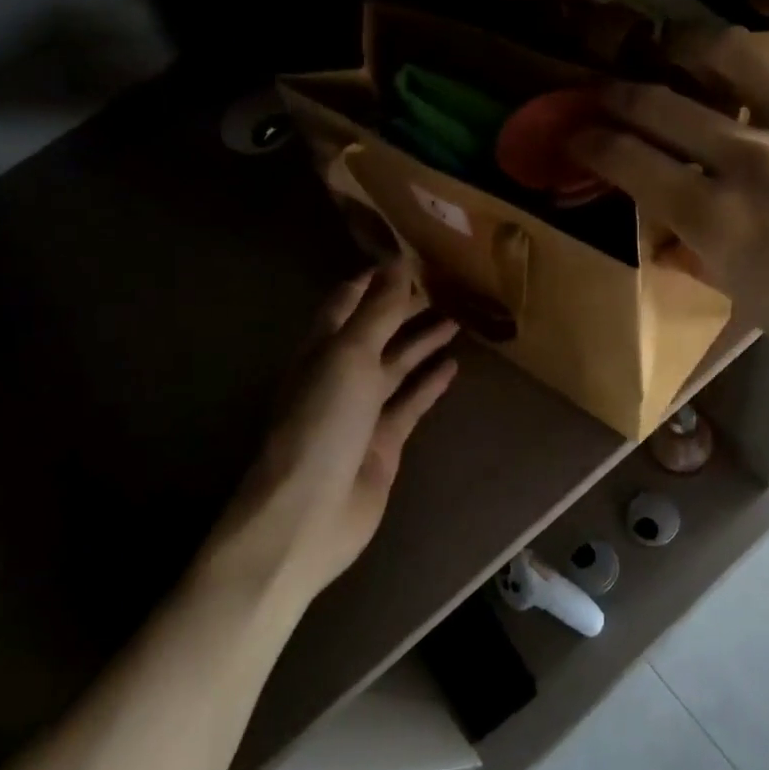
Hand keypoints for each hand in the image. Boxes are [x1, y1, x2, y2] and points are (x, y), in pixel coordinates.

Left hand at [216, 257, 457, 599]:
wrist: (312, 512)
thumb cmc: (323, 423)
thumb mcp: (349, 357)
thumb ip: (377, 312)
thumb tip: (398, 262)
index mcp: (322, 349)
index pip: (347, 302)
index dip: (373, 280)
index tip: (406, 258)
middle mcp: (340, 374)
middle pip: (376, 332)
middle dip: (405, 308)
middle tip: (444, 286)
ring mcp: (362, 409)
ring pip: (397, 365)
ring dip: (422, 342)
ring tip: (457, 319)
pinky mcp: (384, 440)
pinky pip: (411, 403)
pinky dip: (430, 384)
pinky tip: (453, 367)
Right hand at [571, 0, 768, 401]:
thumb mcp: (751, 308)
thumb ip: (702, 258)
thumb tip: (670, 230)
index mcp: (718, 221)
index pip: (629, 163)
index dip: (590, 143)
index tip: (576, 134)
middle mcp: (751, 160)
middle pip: (660, 106)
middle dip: (616, 94)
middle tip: (603, 91)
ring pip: (726, 56)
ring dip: (682, 45)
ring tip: (667, 44)